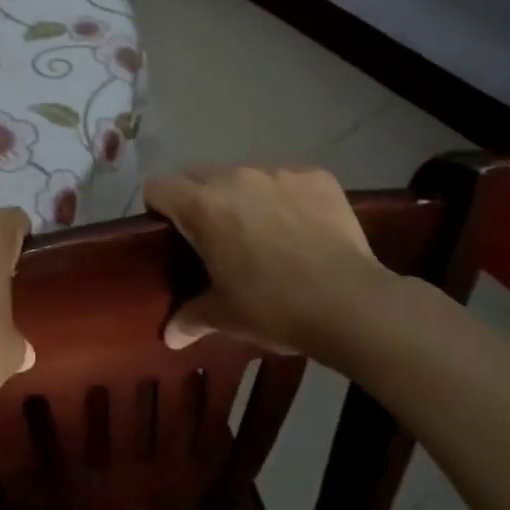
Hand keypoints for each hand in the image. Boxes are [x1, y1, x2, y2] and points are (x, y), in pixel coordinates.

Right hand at [145, 166, 392, 361]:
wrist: (352, 304)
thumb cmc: (275, 308)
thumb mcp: (225, 317)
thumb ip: (190, 318)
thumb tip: (169, 336)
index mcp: (203, 206)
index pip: (158, 188)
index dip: (159, 209)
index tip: (172, 235)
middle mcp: (236, 177)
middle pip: (198, 175)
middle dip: (198, 199)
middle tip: (214, 237)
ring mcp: (279, 172)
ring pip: (243, 174)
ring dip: (241, 196)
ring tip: (262, 232)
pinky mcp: (316, 176)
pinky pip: (285, 179)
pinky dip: (283, 197)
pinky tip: (300, 228)